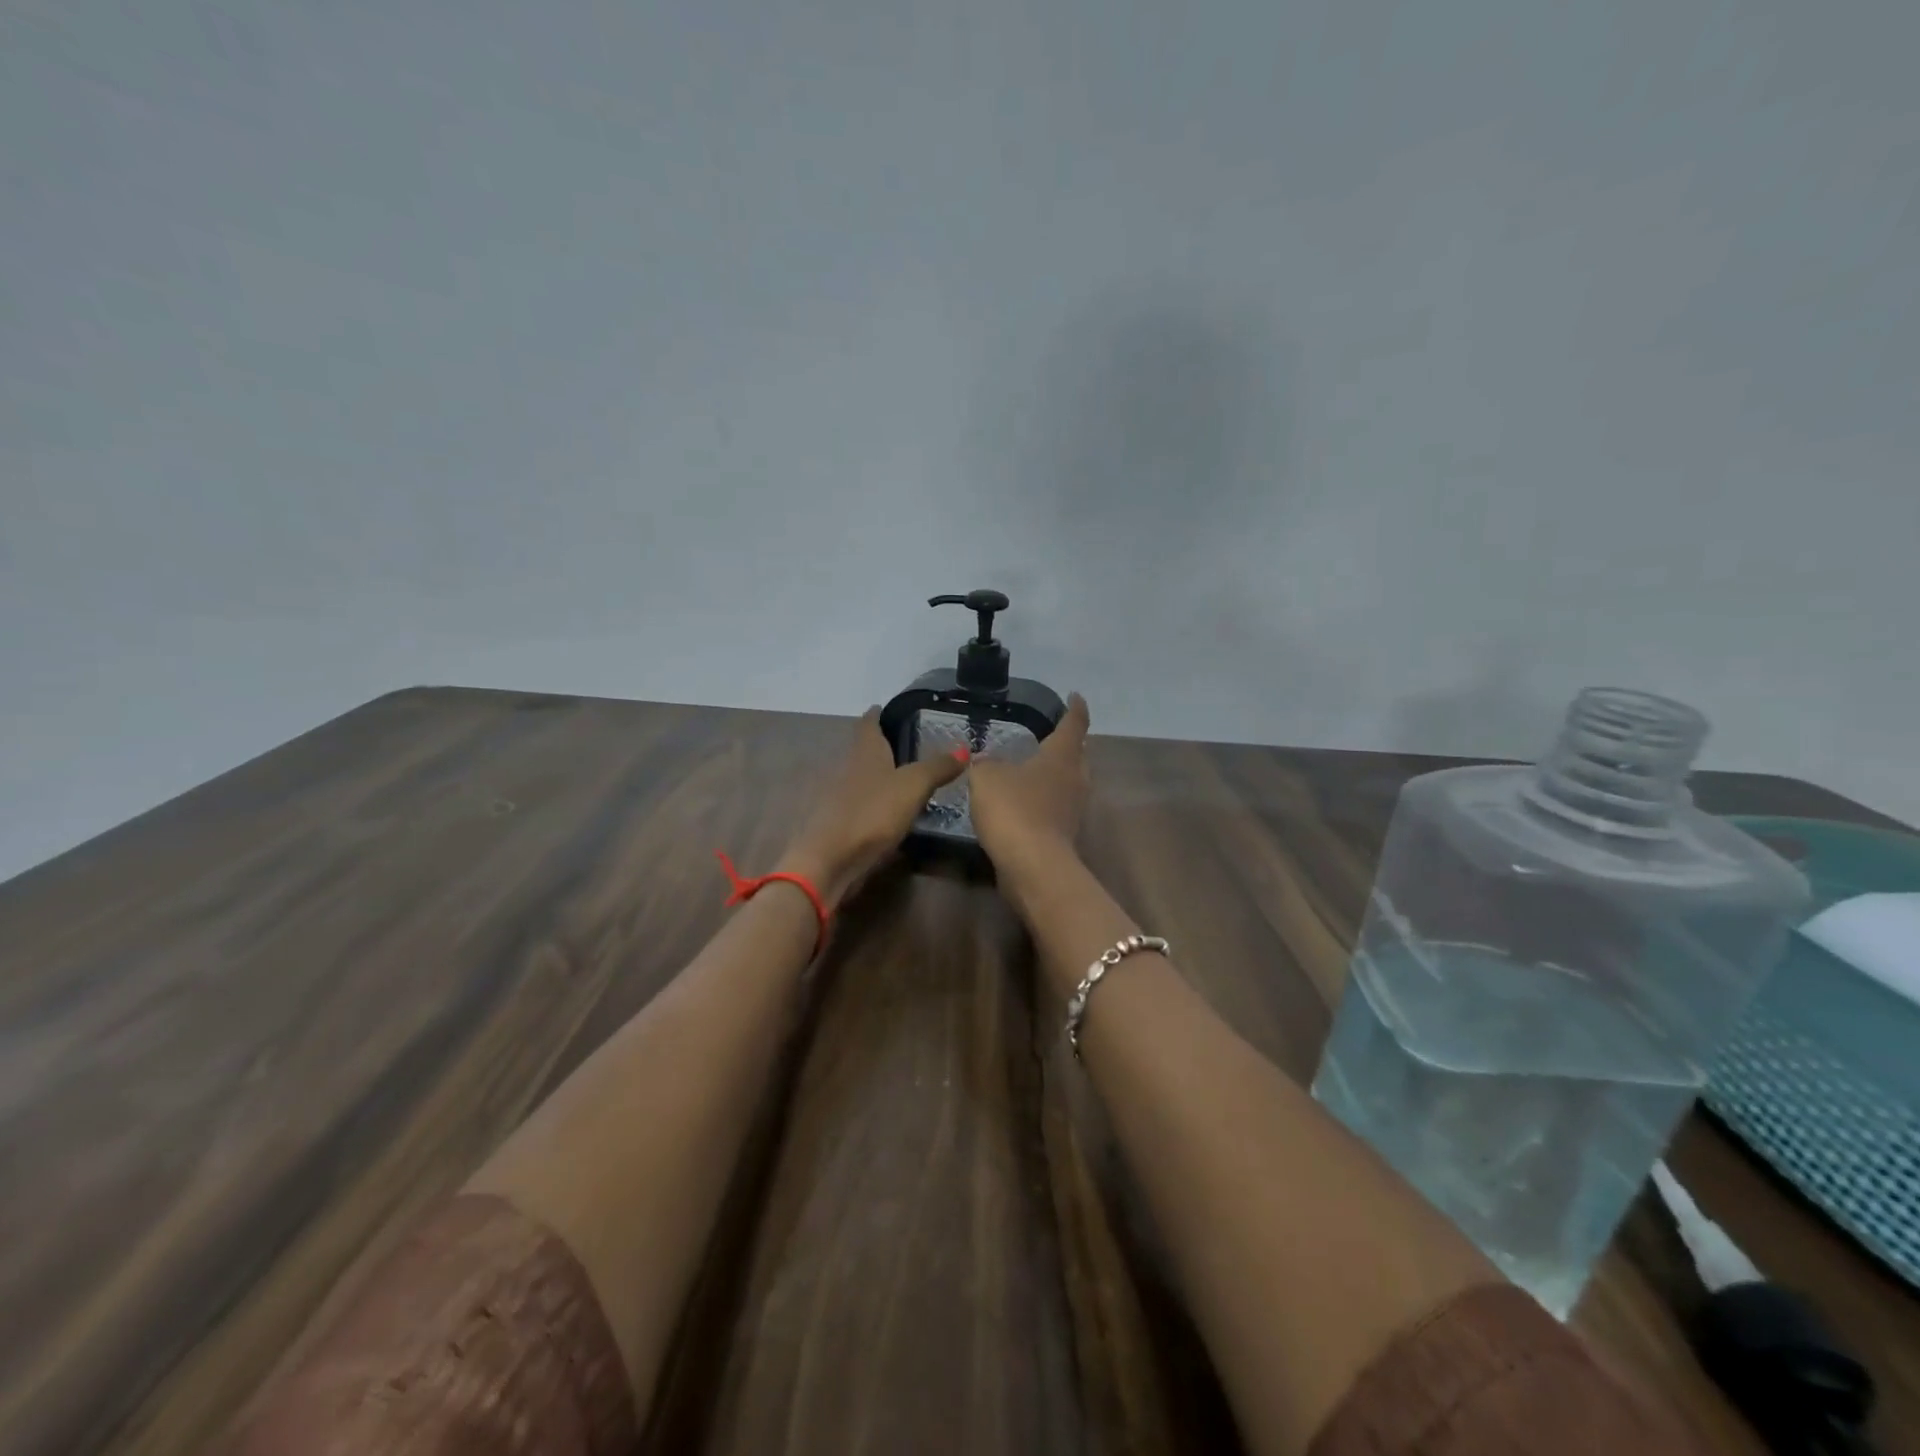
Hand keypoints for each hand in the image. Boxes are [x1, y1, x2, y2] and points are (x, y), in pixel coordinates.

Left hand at [778, 707, 968, 905]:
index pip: (869, 722)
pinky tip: (894, 812)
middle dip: (884, 745)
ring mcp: (841, 798)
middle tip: (912, 744)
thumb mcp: (913, 786)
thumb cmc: (872, 813)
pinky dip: (878, 804)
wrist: (830, 861)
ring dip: (881, 776)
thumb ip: (937, 767)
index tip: (890, 709)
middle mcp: (848, 768)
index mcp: (865, 751)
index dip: (879, 713)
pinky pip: (864, 805)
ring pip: (864, 778)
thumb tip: (964, 748)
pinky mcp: (841, 825)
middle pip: (865, 750)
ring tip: (908, 778)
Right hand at [968, 693, 1090, 870]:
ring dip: (1056, 774)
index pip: (1074, 724)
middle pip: (1078, 755)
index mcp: (1062, 756)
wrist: (1032, 866)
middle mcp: (1075, 779)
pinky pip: (1056, 808)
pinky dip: (1044, 801)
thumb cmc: (1014, 809)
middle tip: (1052, 734)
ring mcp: (1073, 810)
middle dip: (1068, 744)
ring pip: (1069, 783)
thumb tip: (985, 760)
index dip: (1075, 708)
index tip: (1075, 696)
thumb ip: (985, 763)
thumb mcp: (987, 777)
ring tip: (1034, 768)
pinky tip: (1025, 802)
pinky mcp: (1064, 835)